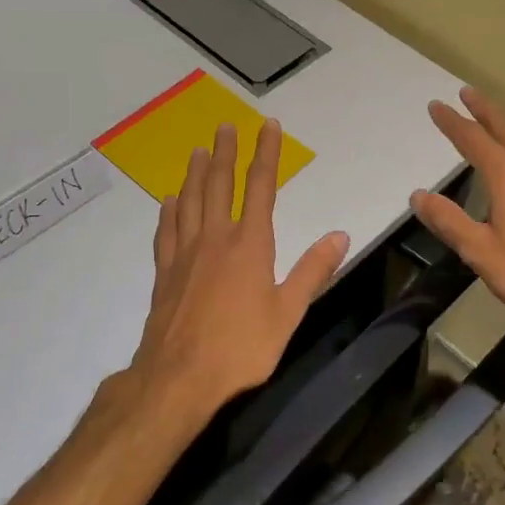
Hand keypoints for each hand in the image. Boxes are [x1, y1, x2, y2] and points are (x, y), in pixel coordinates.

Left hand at [126, 119, 348, 425]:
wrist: (179, 378)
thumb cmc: (241, 348)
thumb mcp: (288, 313)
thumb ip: (312, 271)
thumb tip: (340, 235)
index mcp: (249, 244)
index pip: (260, 187)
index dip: (265, 154)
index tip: (268, 127)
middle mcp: (215, 238)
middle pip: (218, 184)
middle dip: (224, 153)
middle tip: (224, 127)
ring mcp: (185, 254)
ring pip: (189, 201)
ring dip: (195, 174)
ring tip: (197, 152)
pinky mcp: (164, 273)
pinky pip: (166, 232)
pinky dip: (169, 211)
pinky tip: (169, 202)